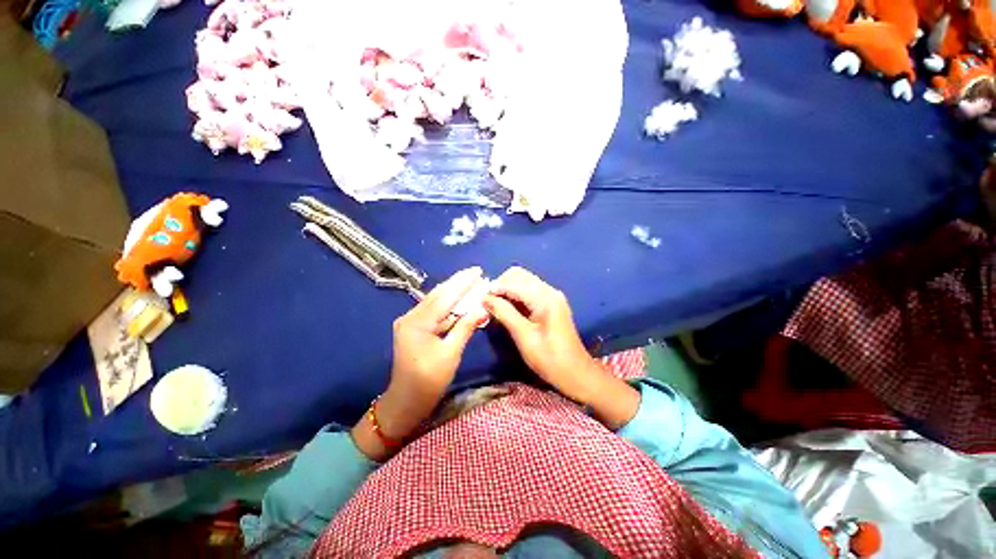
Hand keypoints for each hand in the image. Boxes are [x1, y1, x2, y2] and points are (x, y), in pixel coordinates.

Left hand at [353, 267, 488, 460]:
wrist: (405, 401)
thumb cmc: (429, 381)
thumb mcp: (451, 354)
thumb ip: (466, 328)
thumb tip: (483, 309)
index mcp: (417, 323)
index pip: (444, 297)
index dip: (462, 283)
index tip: (478, 271)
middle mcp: (410, 317)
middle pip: (438, 294)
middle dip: (458, 283)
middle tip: (476, 272)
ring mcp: (410, 321)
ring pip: (436, 301)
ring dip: (454, 293)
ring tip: (472, 283)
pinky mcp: (414, 327)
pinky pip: (434, 311)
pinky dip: (448, 306)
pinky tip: (460, 300)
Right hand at [483, 267, 639, 427]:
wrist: (577, 373)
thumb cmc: (550, 359)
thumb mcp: (524, 336)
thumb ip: (504, 313)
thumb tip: (485, 298)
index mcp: (545, 298)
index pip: (514, 283)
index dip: (494, 289)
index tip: (478, 299)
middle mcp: (549, 291)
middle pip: (519, 275)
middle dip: (501, 285)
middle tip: (486, 303)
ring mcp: (551, 296)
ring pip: (523, 282)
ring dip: (507, 290)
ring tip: (494, 306)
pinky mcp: (551, 304)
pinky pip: (529, 292)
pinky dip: (515, 296)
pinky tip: (506, 309)